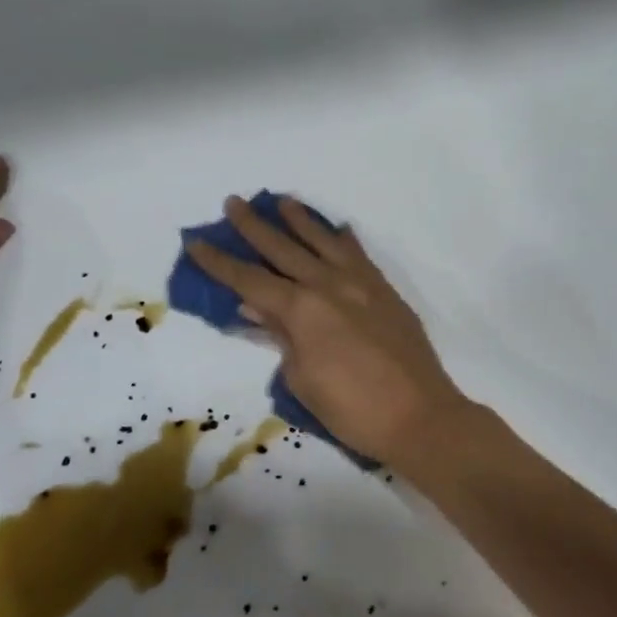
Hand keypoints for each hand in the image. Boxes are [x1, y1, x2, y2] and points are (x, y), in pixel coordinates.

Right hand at [187, 197, 472, 463]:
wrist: (419, 415)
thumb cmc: (352, 409)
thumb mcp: (302, 379)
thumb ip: (282, 338)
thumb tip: (260, 309)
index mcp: (302, 309)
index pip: (250, 279)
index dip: (220, 262)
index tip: (197, 241)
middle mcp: (330, 285)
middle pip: (284, 249)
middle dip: (255, 226)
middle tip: (234, 202)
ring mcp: (362, 284)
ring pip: (325, 242)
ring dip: (302, 221)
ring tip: (283, 202)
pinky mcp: (386, 292)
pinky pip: (360, 256)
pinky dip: (346, 241)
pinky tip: (339, 230)